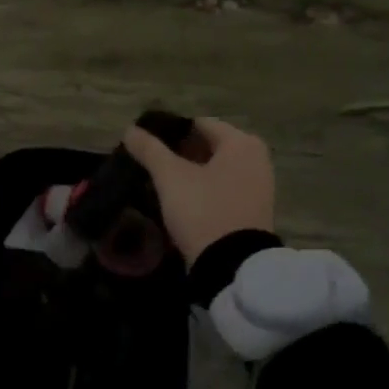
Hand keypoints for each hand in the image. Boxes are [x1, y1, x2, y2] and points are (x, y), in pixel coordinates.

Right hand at [123, 116, 275, 264]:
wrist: (232, 264)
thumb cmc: (203, 209)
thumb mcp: (170, 177)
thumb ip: (149, 149)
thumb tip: (130, 129)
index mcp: (241, 143)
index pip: (199, 124)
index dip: (170, 131)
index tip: (145, 144)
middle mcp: (256, 159)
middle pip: (208, 146)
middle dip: (178, 152)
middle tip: (149, 162)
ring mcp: (257, 186)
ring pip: (214, 168)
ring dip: (188, 172)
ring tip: (158, 180)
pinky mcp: (252, 209)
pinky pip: (221, 188)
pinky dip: (201, 188)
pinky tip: (178, 198)